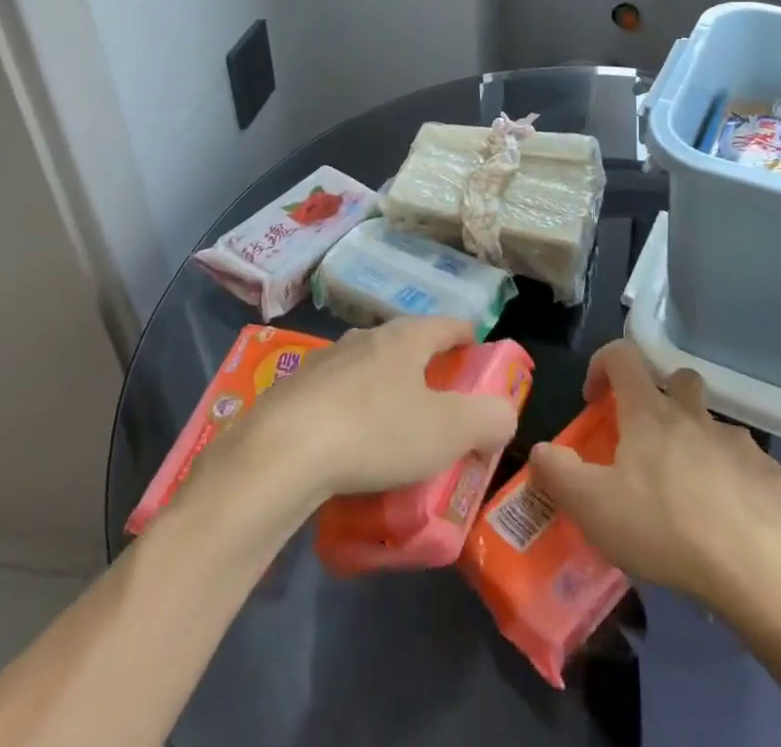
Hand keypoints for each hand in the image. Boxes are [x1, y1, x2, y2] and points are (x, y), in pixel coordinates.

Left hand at [240, 318, 520, 502]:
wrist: (277, 455)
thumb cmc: (374, 433)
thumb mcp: (447, 432)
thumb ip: (488, 419)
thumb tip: (503, 415)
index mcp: (406, 338)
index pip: (449, 324)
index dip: (469, 339)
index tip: (478, 360)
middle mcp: (365, 338)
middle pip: (406, 344)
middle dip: (426, 369)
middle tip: (439, 406)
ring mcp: (324, 362)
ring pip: (367, 369)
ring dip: (384, 391)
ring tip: (391, 432)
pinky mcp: (292, 391)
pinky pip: (333, 397)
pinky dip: (348, 414)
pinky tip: (345, 450)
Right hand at [529, 340, 780, 610]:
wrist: (752, 563)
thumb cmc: (663, 526)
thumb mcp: (593, 507)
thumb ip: (559, 473)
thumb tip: (540, 449)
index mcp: (650, 412)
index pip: (623, 355)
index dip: (603, 363)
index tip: (594, 398)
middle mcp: (693, 414)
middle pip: (678, 379)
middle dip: (661, 397)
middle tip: (648, 441)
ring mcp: (735, 441)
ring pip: (713, 424)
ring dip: (698, 442)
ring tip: (689, 491)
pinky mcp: (768, 473)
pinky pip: (747, 465)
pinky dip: (734, 481)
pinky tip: (729, 519)